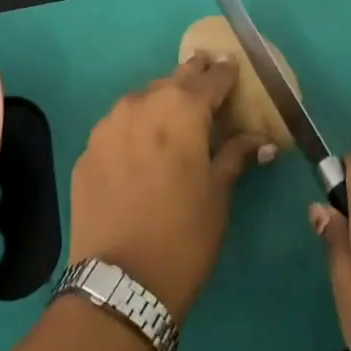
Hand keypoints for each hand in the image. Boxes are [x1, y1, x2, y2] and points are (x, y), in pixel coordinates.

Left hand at [69, 56, 275, 320]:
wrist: (119, 284)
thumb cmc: (184, 236)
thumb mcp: (218, 195)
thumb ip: (236, 155)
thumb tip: (263, 140)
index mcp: (181, 108)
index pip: (210, 78)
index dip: (224, 72)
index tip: (232, 66)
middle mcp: (142, 102)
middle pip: (173, 80)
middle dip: (192, 78)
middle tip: (206, 74)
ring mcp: (108, 124)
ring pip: (142, 99)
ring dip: (161, 101)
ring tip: (174, 114)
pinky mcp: (88, 149)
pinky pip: (118, 127)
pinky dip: (135, 129)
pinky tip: (142, 148)